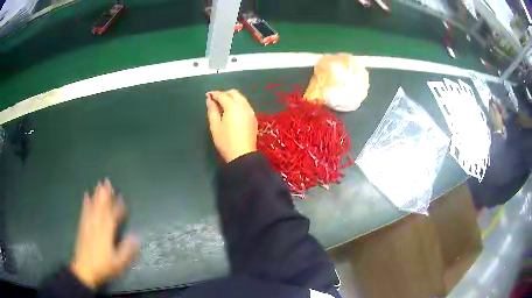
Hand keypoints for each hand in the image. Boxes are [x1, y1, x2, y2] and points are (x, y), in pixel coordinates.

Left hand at [71, 179, 139, 288]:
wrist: (84, 270)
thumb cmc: (103, 267)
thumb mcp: (118, 262)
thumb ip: (126, 250)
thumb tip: (136, 236)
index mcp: (106, 234)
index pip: (112, 217)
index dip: (117, 207)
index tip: (122, 197)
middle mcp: (96, 226)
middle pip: (101, 208)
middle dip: (105, 195)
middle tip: (107, 181)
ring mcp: (88, 226)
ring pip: (93, 207)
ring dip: (96, 196)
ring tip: (99, 185)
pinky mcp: (82, 227)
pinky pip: (84, 212)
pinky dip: (85, 203)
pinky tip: (86, 196)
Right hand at [206, 89, 257, 162]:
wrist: (242, 155)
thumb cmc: (225, 141)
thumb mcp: (215, 126)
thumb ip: (212, 110)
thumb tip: (209, 100)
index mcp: (233, 107)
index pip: (223, 95)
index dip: (214, 94)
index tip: (207, 95)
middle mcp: (244, 106)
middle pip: (235, 93)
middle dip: (225, 94)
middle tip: (216, 100)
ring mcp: (250, 112)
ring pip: (241, 99)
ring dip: (232, 98)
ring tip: (223, 106)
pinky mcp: (253, 118)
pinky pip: (245, 106)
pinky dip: (238, 104)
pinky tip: (232, 112)